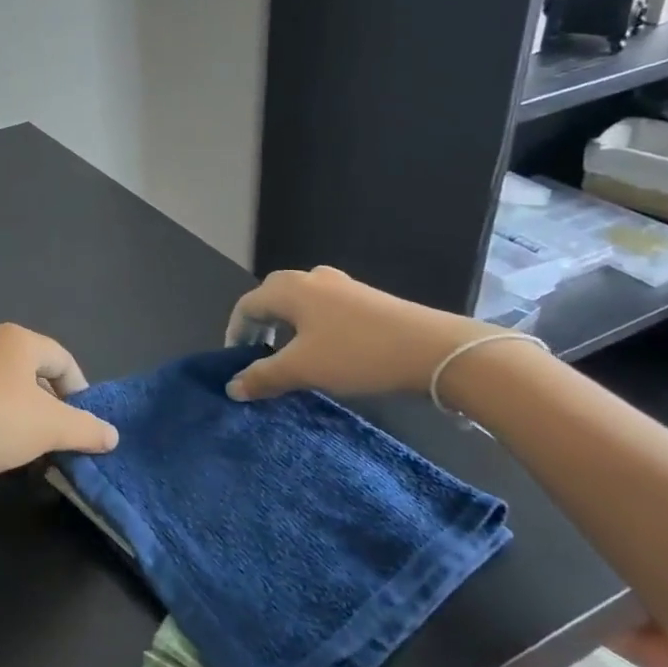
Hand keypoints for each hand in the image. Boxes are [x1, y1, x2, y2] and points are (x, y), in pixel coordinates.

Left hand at [0, 324, 117, 483]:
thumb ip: (85, 429)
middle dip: (47, 401)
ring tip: (19, 441)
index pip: (62, 360)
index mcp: (18, 339)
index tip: (81, 424)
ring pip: (1, 379)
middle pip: (31, 367)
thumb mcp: (48, 429)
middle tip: (52, 435)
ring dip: (17, 407)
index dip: (79, 392)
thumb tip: (112, 434)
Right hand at [223, 267, 493, 400]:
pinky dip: (312, 328)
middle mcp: (311, 278)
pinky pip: (325, 309)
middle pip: (271, 298)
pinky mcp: (367, 300)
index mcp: (288, 289)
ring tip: (290, 356)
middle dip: (259, 326)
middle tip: (258, 356)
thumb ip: (262, 377)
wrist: (436, 351)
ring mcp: (343, 286)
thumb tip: (231, 387)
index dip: (234, 333)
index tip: (235, 362)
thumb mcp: (302, 370)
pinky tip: (326, 352)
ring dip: (287, 327)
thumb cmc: (356, 354)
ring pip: (300, 303)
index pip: (246, 305)